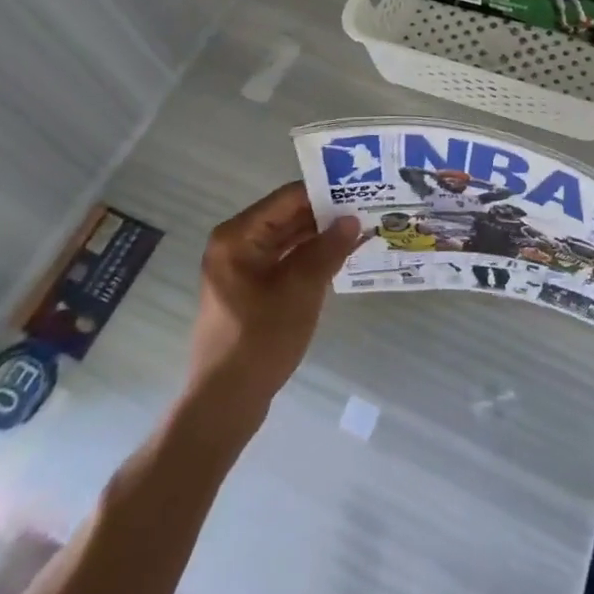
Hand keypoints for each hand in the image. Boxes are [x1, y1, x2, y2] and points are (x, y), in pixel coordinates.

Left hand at [188, 182, 359, 412]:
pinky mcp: (250, 290)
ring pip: (289, 240)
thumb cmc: (259, 340)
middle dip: (326, 215)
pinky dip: (311, 258)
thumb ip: (328, 250)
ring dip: (322, 237)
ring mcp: (241, 268)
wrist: (225, 404)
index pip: (288, 198)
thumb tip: (352, 219)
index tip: (361, 189)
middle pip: (288, 217)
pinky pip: (285, 261)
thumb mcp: (300, 290)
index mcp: (238, 236)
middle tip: (368, 208)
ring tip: (362, 230)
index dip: (325, 192)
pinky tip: (342, 258)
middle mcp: (236, 244)